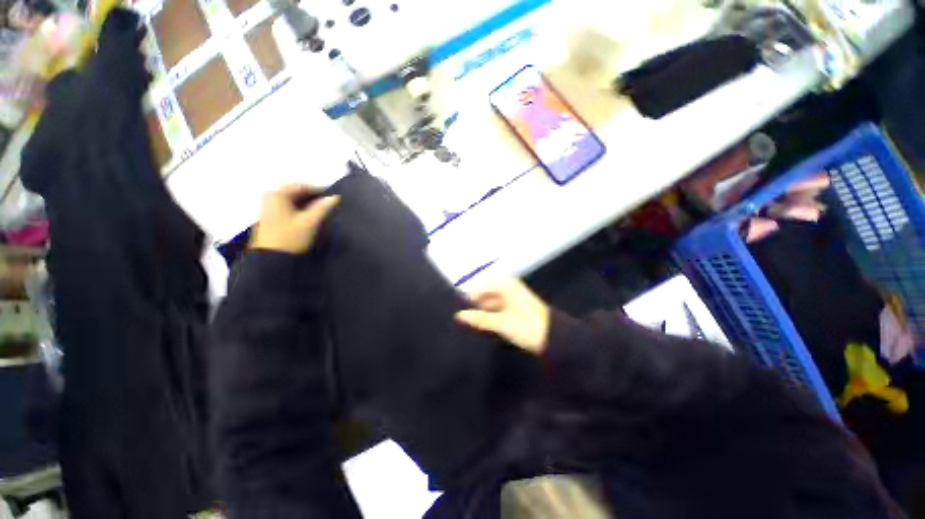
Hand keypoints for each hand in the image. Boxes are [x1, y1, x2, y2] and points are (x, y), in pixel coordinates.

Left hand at [250, 184, 339, 253]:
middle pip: (294, 192)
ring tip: (318, 211)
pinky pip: (285, 207)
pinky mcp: (269, 217)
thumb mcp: (310, 222)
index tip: (331, 197)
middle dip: (310, 197)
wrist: (272, 258)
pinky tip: (306, 217)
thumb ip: (323, 208)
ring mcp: (267, 207)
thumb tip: (335, 197)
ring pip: (290, 200)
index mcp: (277, 195)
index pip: (300, 186)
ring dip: (305, 203)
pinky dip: (297, 209)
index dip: (317, 190)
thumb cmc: (291, 237)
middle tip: (326, 204)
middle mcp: (270, 197)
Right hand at [455, 278, 550, 354]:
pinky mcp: (514, 308)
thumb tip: (459, 315)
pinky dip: (489, 315)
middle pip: (484, 294)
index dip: (468, 298)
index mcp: (505, 285)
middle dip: (474, 305)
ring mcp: (511, 298)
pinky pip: (496, 308)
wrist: (554, 338)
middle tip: (461, 318)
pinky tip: (481, 324)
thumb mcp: (501, 323)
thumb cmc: (526, 326)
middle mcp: (508, 287)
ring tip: (468, 323)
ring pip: (490, 302)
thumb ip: (479, 319)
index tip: (456, 310)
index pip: (479, 287)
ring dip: (481, 311)